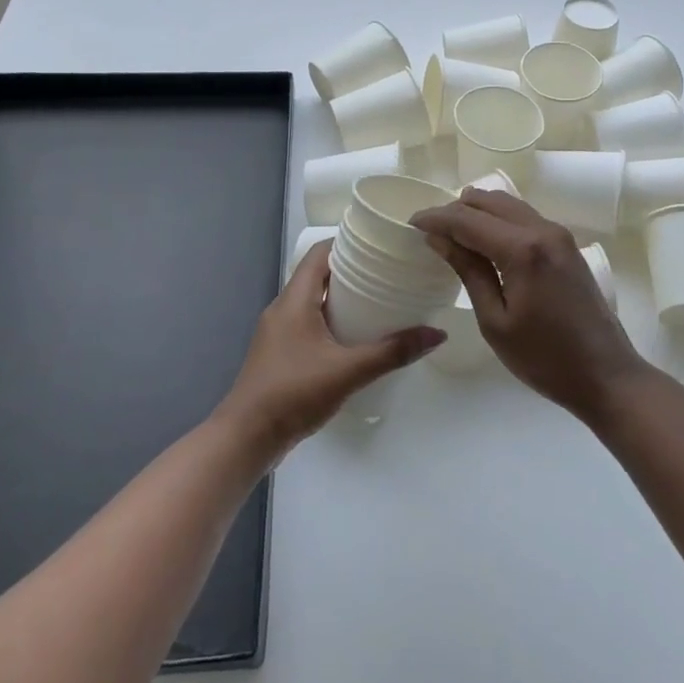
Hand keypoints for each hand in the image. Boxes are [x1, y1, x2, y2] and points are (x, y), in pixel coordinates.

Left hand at [215, 241, 444, 462]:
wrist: (246, 438)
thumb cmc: (293, 393)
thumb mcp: (348, 371)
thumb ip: (392, 352)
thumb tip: (437, 334)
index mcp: (294, 300)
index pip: (320, 253)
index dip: (348, 243)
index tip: (380, 245)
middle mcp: (283, 309)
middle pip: (319, 275)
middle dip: (352, 272)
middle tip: (389, 274)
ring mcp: (278, 333)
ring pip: (314, 302)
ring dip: (343, 299)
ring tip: (380, 303)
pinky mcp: (280, 354)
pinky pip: (309, 324)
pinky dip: (332, 322)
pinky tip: (355, 339)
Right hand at [412, 189, 646, 421]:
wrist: (606, 374)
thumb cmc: (544, 358)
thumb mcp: (495, 321)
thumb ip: (468, 271)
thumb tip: (439, 238)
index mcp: (522, 249)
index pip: (467, 219)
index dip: (436, 218)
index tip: (410, 223)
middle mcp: (542, 229)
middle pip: (489, 201)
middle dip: (455, 210)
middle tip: (430, 231)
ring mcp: (559, 234)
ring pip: (508, 204)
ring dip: (478, 212)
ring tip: (453, 234)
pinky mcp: (566, 245)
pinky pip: (524, 217)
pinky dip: (499, 220)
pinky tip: (485, 241)